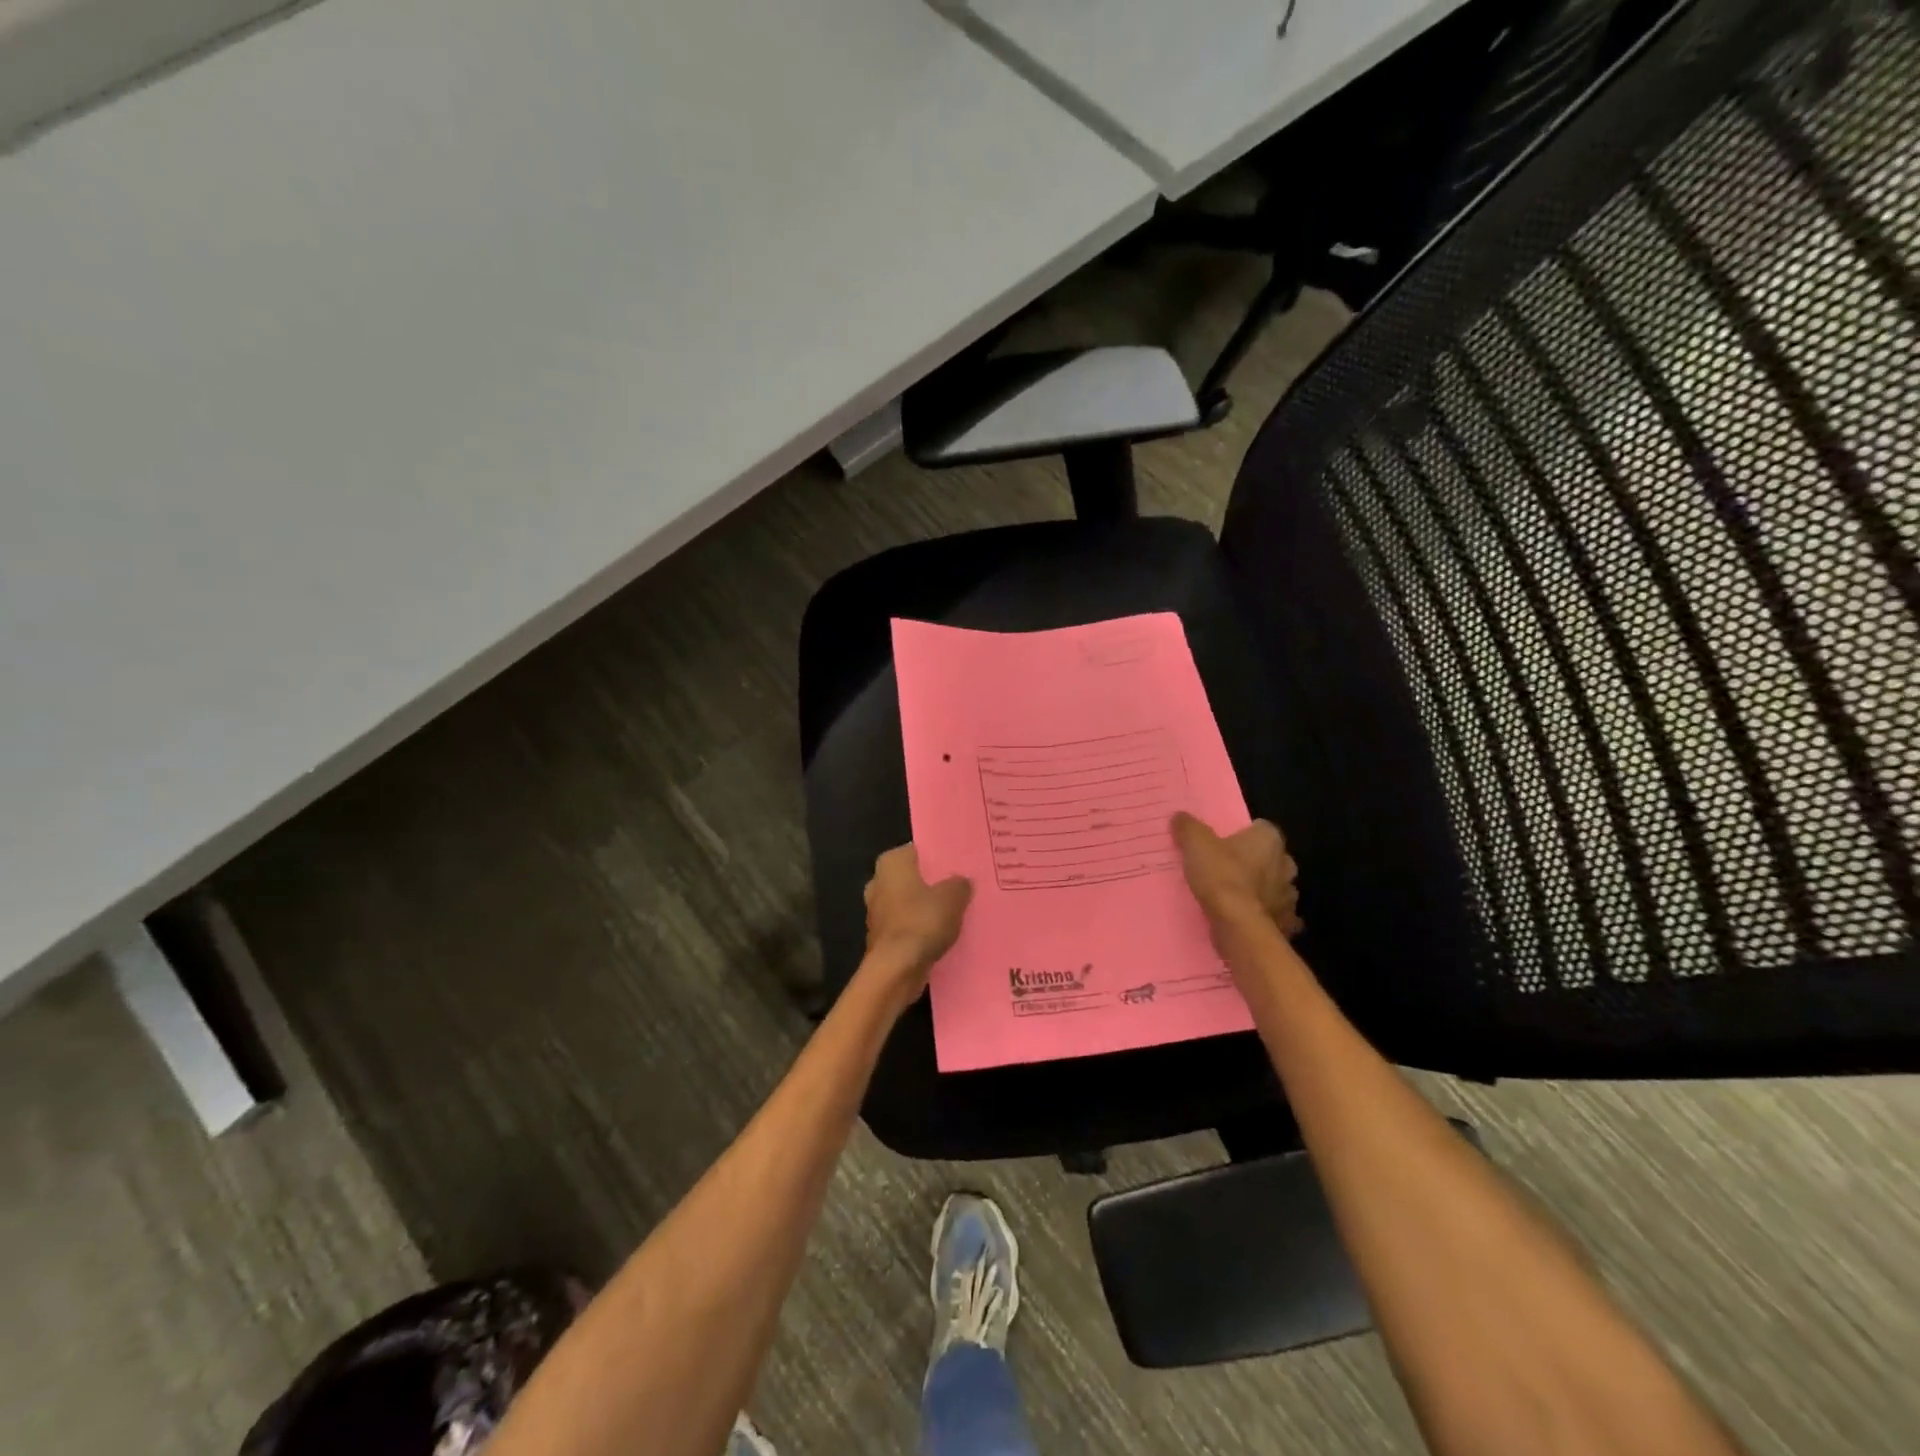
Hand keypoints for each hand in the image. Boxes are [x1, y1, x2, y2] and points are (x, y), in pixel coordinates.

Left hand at [863, 844, 971, 994]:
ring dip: (929, 908)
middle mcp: (879, 882)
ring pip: (911, 903)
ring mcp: (878, 911)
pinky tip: (945, 933)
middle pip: (915, 877)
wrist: (896, 969)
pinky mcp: (883, 937)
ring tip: (959, 911)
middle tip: (964, 886)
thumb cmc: (922, 921)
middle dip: (935, 883)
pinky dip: (923, 929)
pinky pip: (909, 925)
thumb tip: (962, 882)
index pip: (920, 850)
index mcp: (891, 863)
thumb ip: (960, 884)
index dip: (941, 856)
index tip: (962, 863)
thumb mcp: (953, 896)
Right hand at [1171, 812, 1302, 934]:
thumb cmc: (1221, 877)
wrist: (1238, 925)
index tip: (1225, 842)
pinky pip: (1277, 915)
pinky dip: (1265, 916)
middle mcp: (1286, 864)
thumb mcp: (1195, 844)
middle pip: (1271, 858)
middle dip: (1256, 862)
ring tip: (1236, 896)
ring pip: (1276, 887)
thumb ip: (1188, 827)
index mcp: (1270, 840)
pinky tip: (1247, 919)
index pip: (1261, 828)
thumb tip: (1180, 816)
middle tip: (1228, 868)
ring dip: (1262, 890)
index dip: (1243, 834)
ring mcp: (1289, 896)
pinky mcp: (1286, 922)